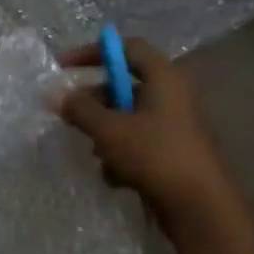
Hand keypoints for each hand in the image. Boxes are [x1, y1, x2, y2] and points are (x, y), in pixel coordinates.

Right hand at [57, 38, 238, 224]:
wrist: (198, 204)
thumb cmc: (154, 155)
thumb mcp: (109, 129)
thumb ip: (80, 109)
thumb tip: (55, 94)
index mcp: (164, 79)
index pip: (128, 48)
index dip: (94, 52)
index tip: (63, 66)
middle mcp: (171, 96)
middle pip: (124, 85)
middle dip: (93, 101)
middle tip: (69, 115)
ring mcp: (172, 126)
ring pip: (126, 118)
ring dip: (104, 132)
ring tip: (95, 152)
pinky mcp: (170, 152)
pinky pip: (136, 143)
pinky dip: (120, 155)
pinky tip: (114, 176)